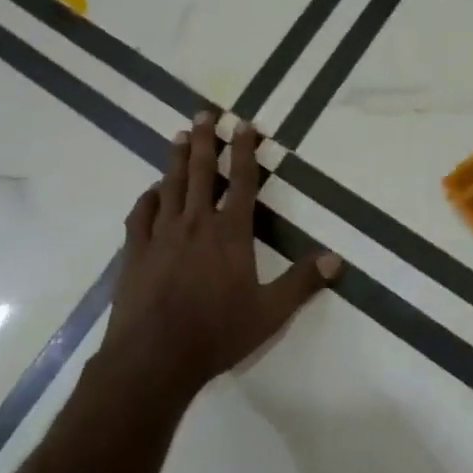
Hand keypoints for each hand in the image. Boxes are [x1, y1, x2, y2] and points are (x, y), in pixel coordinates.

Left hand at [100, 112, 340, 402]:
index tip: (244, 125)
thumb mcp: (270, 313)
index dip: (245, 151)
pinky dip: (148, 198)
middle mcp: (196, 223)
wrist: (153, 359)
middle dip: (206, 140)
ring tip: (181, 136)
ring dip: (177, 159)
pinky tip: (151, 191)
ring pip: (171, 186)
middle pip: (202, 172)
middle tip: (205, 113)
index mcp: (231, 233)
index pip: (242, 181)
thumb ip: (302, 283)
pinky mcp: (135, 253)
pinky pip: (141, 216)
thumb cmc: (216, 334)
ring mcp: (161, 236)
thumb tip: (337, 259)